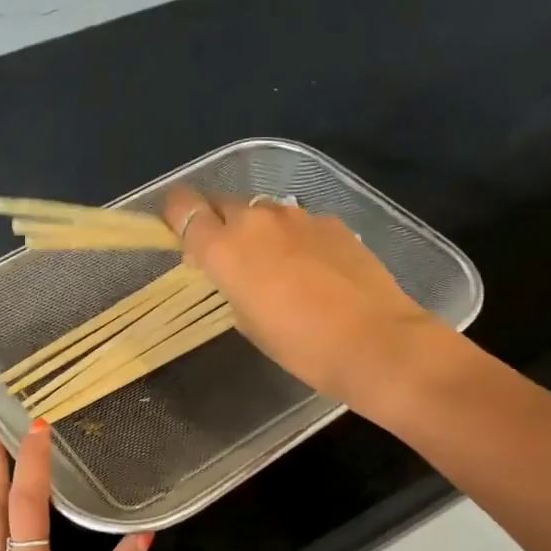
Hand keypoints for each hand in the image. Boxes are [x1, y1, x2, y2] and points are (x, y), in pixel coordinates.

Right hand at [161, 185, 449, 411]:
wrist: (374, 342)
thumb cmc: (300, 346)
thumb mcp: (248, 322)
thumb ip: (230, 286)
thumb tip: (235, 272)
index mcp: (225, 247)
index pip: (183, 207)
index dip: (177, 216)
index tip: (182, 235)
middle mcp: (257, 219)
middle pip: (222, 203)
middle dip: (218, 224)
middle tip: (228, 258)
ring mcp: (299, 216)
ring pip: (263, 211)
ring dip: (258, 231)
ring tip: (275, 266)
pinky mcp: (333, 222)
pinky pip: (299, 223)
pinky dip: (295, 239)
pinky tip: (313, 270)